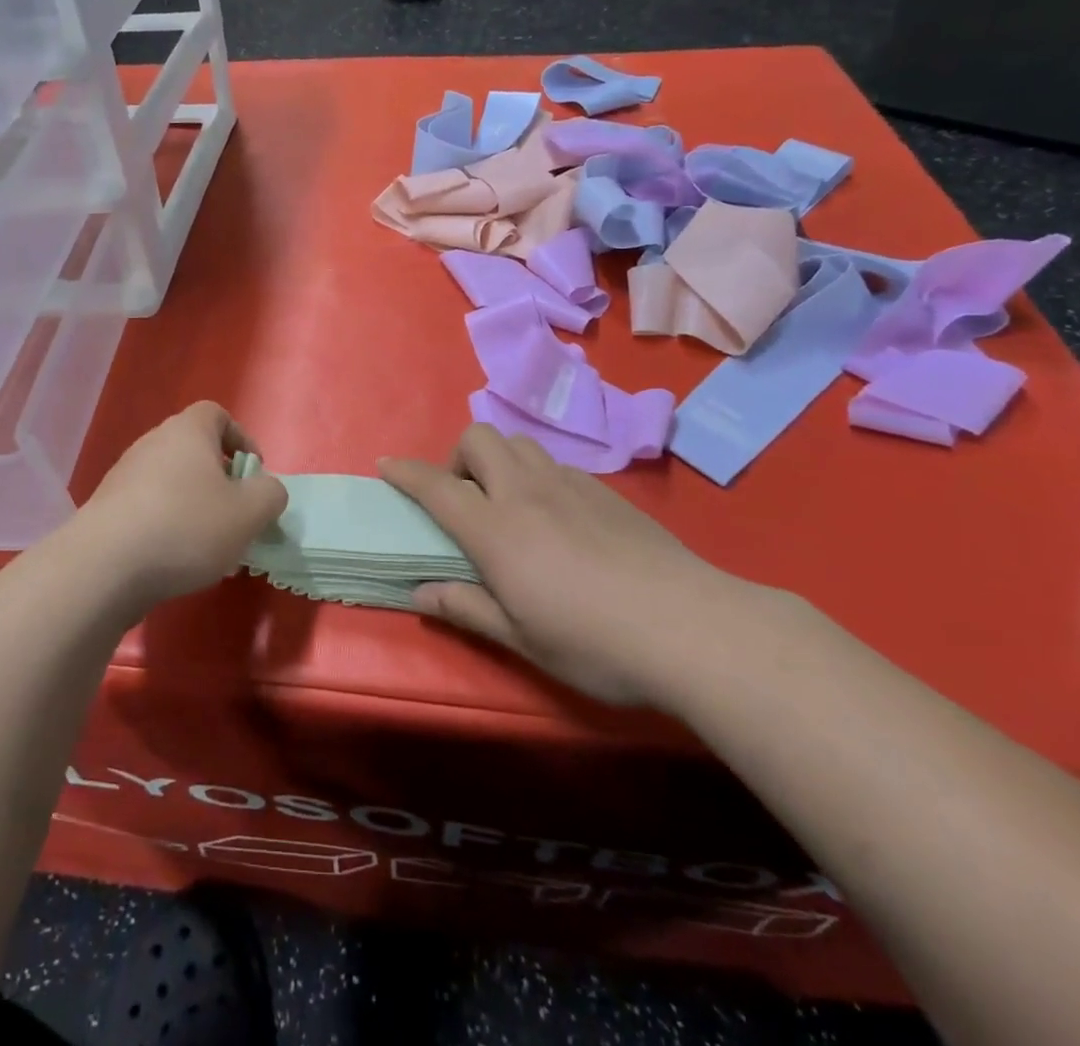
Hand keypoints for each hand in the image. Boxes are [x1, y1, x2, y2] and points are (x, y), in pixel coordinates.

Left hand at [75, 401, 286, 609]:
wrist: (104, 567)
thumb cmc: (186, 527)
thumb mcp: (249, 513)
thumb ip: (270, 494)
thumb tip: (265, 489)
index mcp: (187, 431)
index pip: (217, 415)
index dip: (241, 439)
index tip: (253, 474)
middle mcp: (153, 443)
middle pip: (194, 450)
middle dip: (220, 481)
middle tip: (236, 516)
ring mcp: (124, 476)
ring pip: (172, 483)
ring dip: (195, 507)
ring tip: (209, 548)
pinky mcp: (107, 509)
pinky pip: (149, 508)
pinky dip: (167, 526)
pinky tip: (176, 562)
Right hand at [381, 425, 750, 706]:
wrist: (692, 627)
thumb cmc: (594, 642)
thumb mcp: (521, 638)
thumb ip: (466, 607)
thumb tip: (419, 592)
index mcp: (496, 529)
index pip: (437, 486)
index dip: (405, 472)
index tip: (386, 466)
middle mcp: (527, 493)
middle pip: (479, 438)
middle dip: (458, 457)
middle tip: (465, 501)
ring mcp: (571, 485)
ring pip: (519, 443)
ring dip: (499, 462)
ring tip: (508, 505)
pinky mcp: (606, 491)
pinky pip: (555, 464)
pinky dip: (537, 475)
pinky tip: (556, 518)